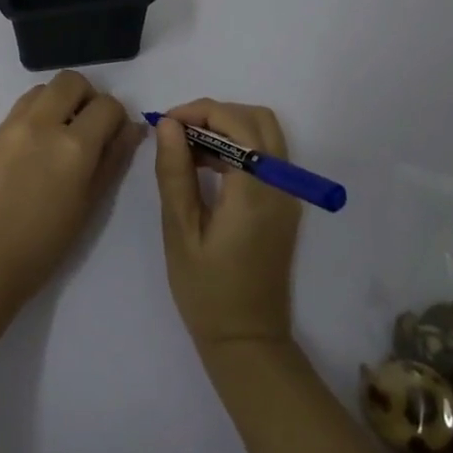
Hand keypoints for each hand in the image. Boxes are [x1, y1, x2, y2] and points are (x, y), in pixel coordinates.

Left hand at [0, 71, 140, 311]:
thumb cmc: (42, 247)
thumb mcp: (88, 206)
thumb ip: (113, 161)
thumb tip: (132, 130)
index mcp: (73, 146)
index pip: (108, 105)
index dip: (117, 118)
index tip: (113, 137)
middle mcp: (42, 124)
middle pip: (72, 81)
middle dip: (87, 97)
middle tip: (88, 129)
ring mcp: (11, 126)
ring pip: (43, 89)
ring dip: (59, 101)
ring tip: (59, 137)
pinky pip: (20, 108)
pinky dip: (36, 115)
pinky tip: (34, 150)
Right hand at [155, 99, 303, 352]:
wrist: (247, 340)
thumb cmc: (207, 291)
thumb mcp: (180, 231)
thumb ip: (175, 173)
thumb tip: (168, 125)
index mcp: (255, 190)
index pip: (234, 123)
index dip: (197, 112)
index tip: (164, 124)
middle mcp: (282, 184)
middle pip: (257, 119)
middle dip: (215, 114)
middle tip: (177, 133)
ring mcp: (288, 194)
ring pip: (266, 134)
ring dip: (228, 128)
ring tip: (187, 149)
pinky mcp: (285, 205)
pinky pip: (268, 156)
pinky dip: (239, 147)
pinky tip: (207, 167)